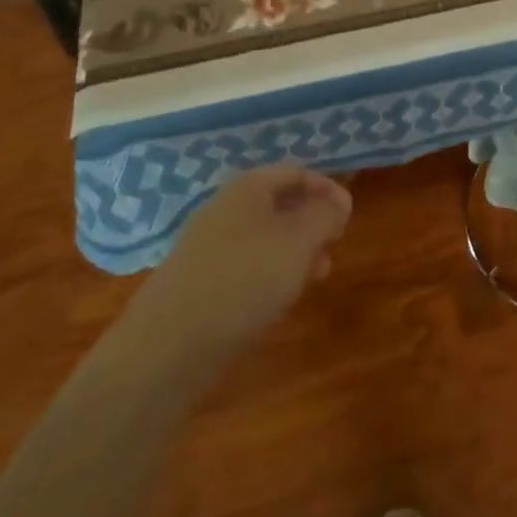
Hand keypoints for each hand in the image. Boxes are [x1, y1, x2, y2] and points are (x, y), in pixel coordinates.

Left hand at [146, 163, 352, 346]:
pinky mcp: (200, 282)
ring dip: (295, 251)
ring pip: (264, 237)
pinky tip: (279, 298)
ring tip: (316, 275)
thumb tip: (340, 200)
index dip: (326, 188)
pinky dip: (269, 274)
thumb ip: (325, 214)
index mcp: (249, 187)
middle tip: (334, 245)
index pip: (296, 172)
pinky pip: (245, 265)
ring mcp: (209, 246)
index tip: (347, 215)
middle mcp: (226, 209)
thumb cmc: (245, 278)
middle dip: (311, 222)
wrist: (169, 345)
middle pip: (279, 204)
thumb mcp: (300, 240)